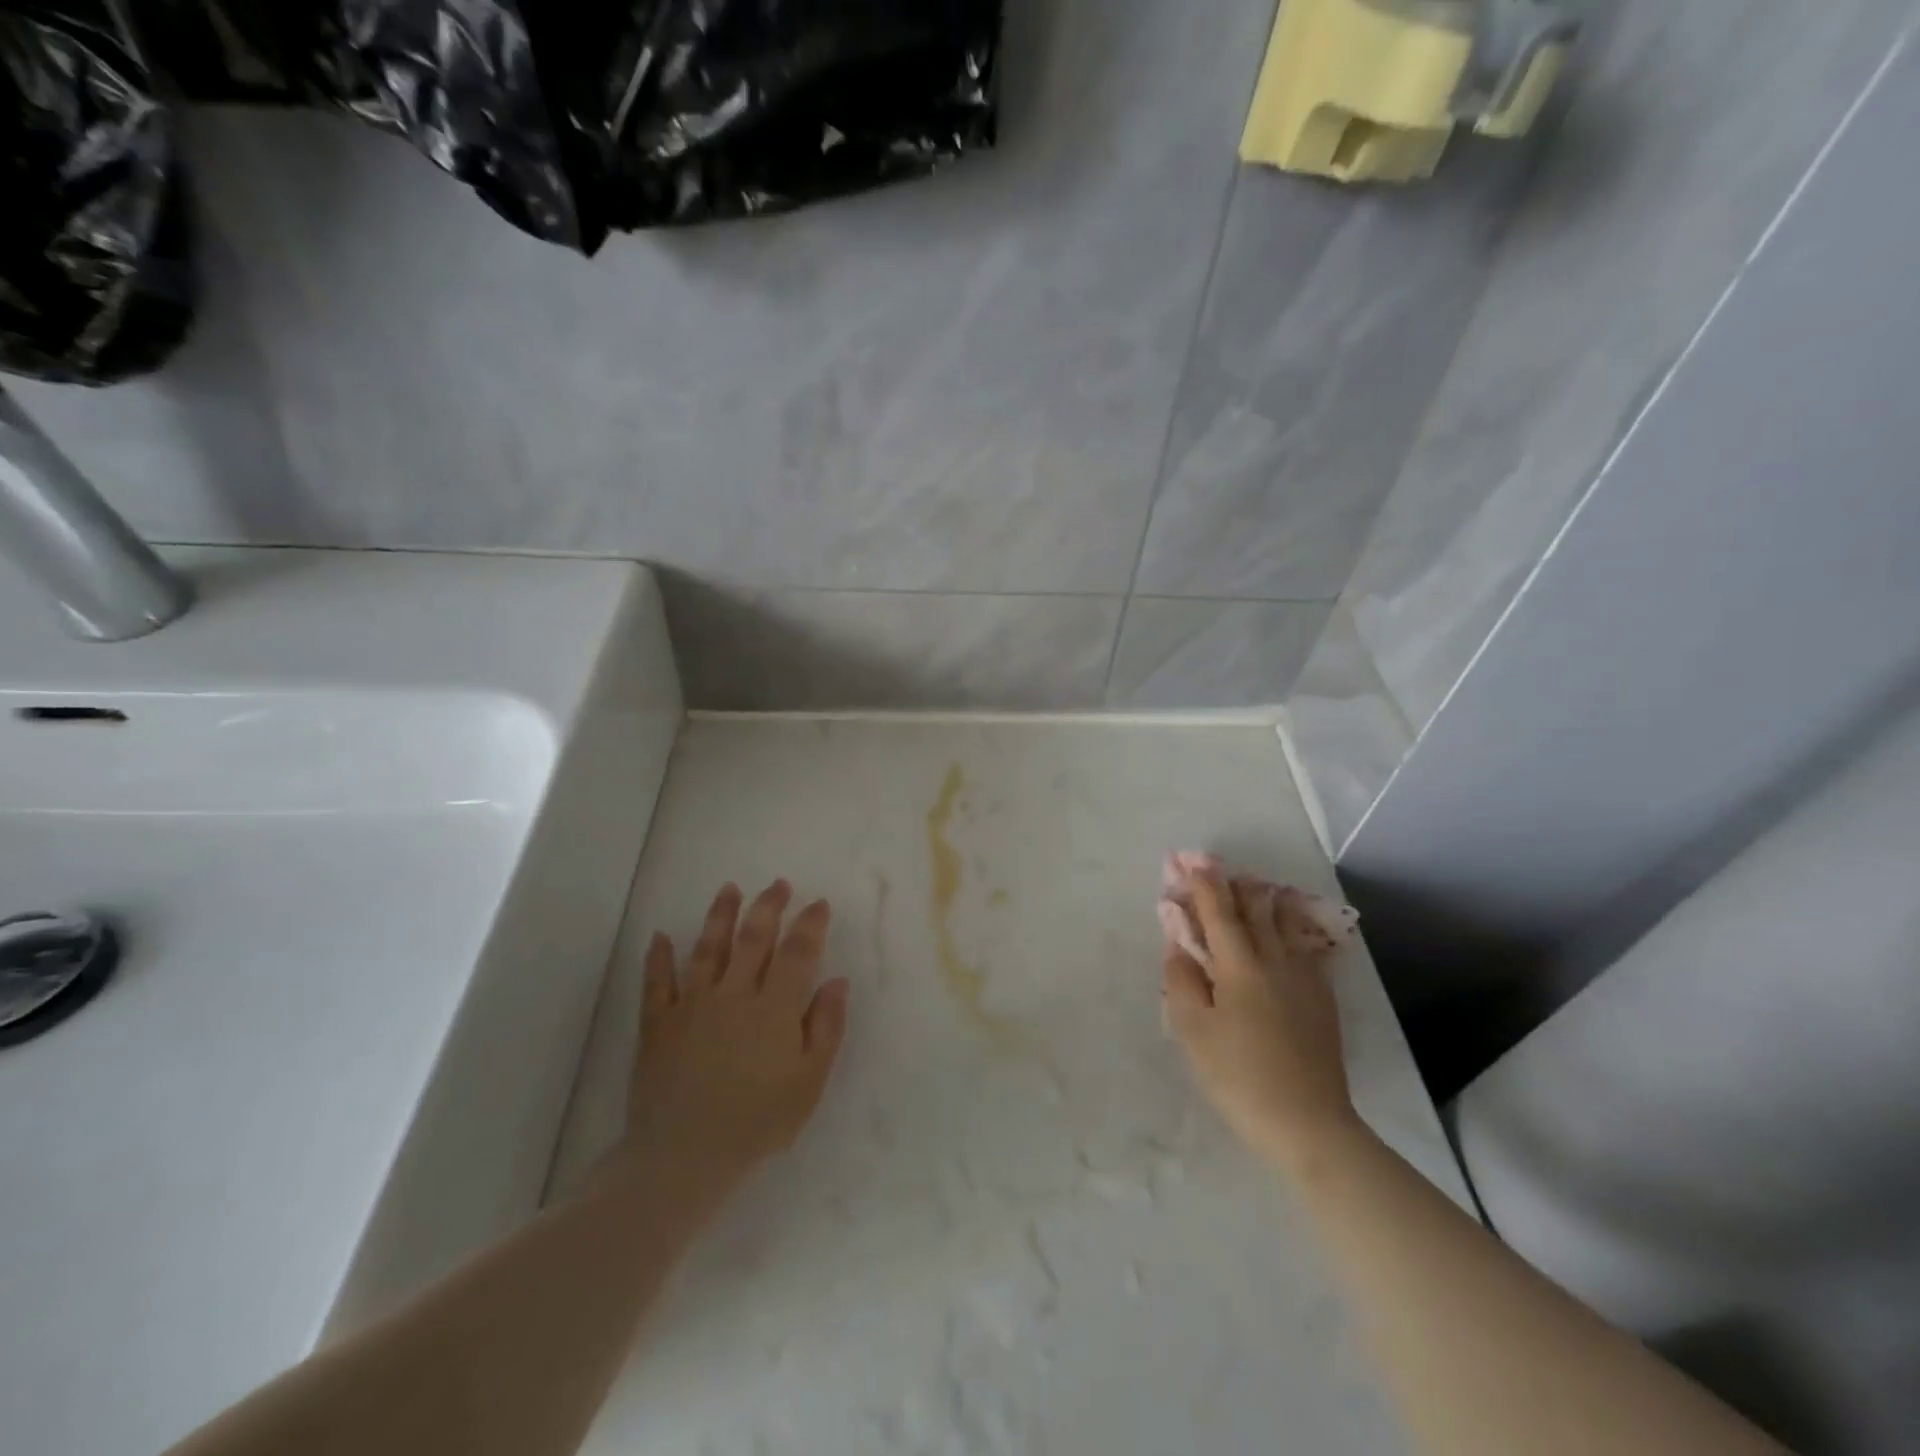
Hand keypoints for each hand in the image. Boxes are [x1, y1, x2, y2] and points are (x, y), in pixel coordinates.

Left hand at [620, 881, 849, 1196]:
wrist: (683, 1157)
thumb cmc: (758, 1122)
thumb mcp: (809, 1082)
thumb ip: (826, 1028)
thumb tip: (836, 981)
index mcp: (774, 1007)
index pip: (796, 952)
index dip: (810, 924)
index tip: (818, 904)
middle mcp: (733, 993)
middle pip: (753, 938)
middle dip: (768, 906)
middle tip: (778, 884)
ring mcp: (692, 1004)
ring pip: (707, 948)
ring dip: (720, 915)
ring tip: (729, 889)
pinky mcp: (658, 1023)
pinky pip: (657, 982)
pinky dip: (658, 957)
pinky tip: (661, 936)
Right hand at [1162, 866, 1360, 1169]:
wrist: (1308, 1123)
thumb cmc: (1238, 1075)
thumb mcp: (1192, 1030)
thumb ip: (1181, 979)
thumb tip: (1178, 943)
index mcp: (1239, 965)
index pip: (1219, 911)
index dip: (1203, 883)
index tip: (1189, 859)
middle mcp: (1275, 959)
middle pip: (1256, 908)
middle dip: (1234, 883)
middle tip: (1217, 868)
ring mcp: (1305, 977)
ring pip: (1287, 922)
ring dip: (1267, 899)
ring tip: (1257, 886)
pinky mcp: (1322, 997)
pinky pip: (1308, 946)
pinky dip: (1294, 926)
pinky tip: (1293, 927)